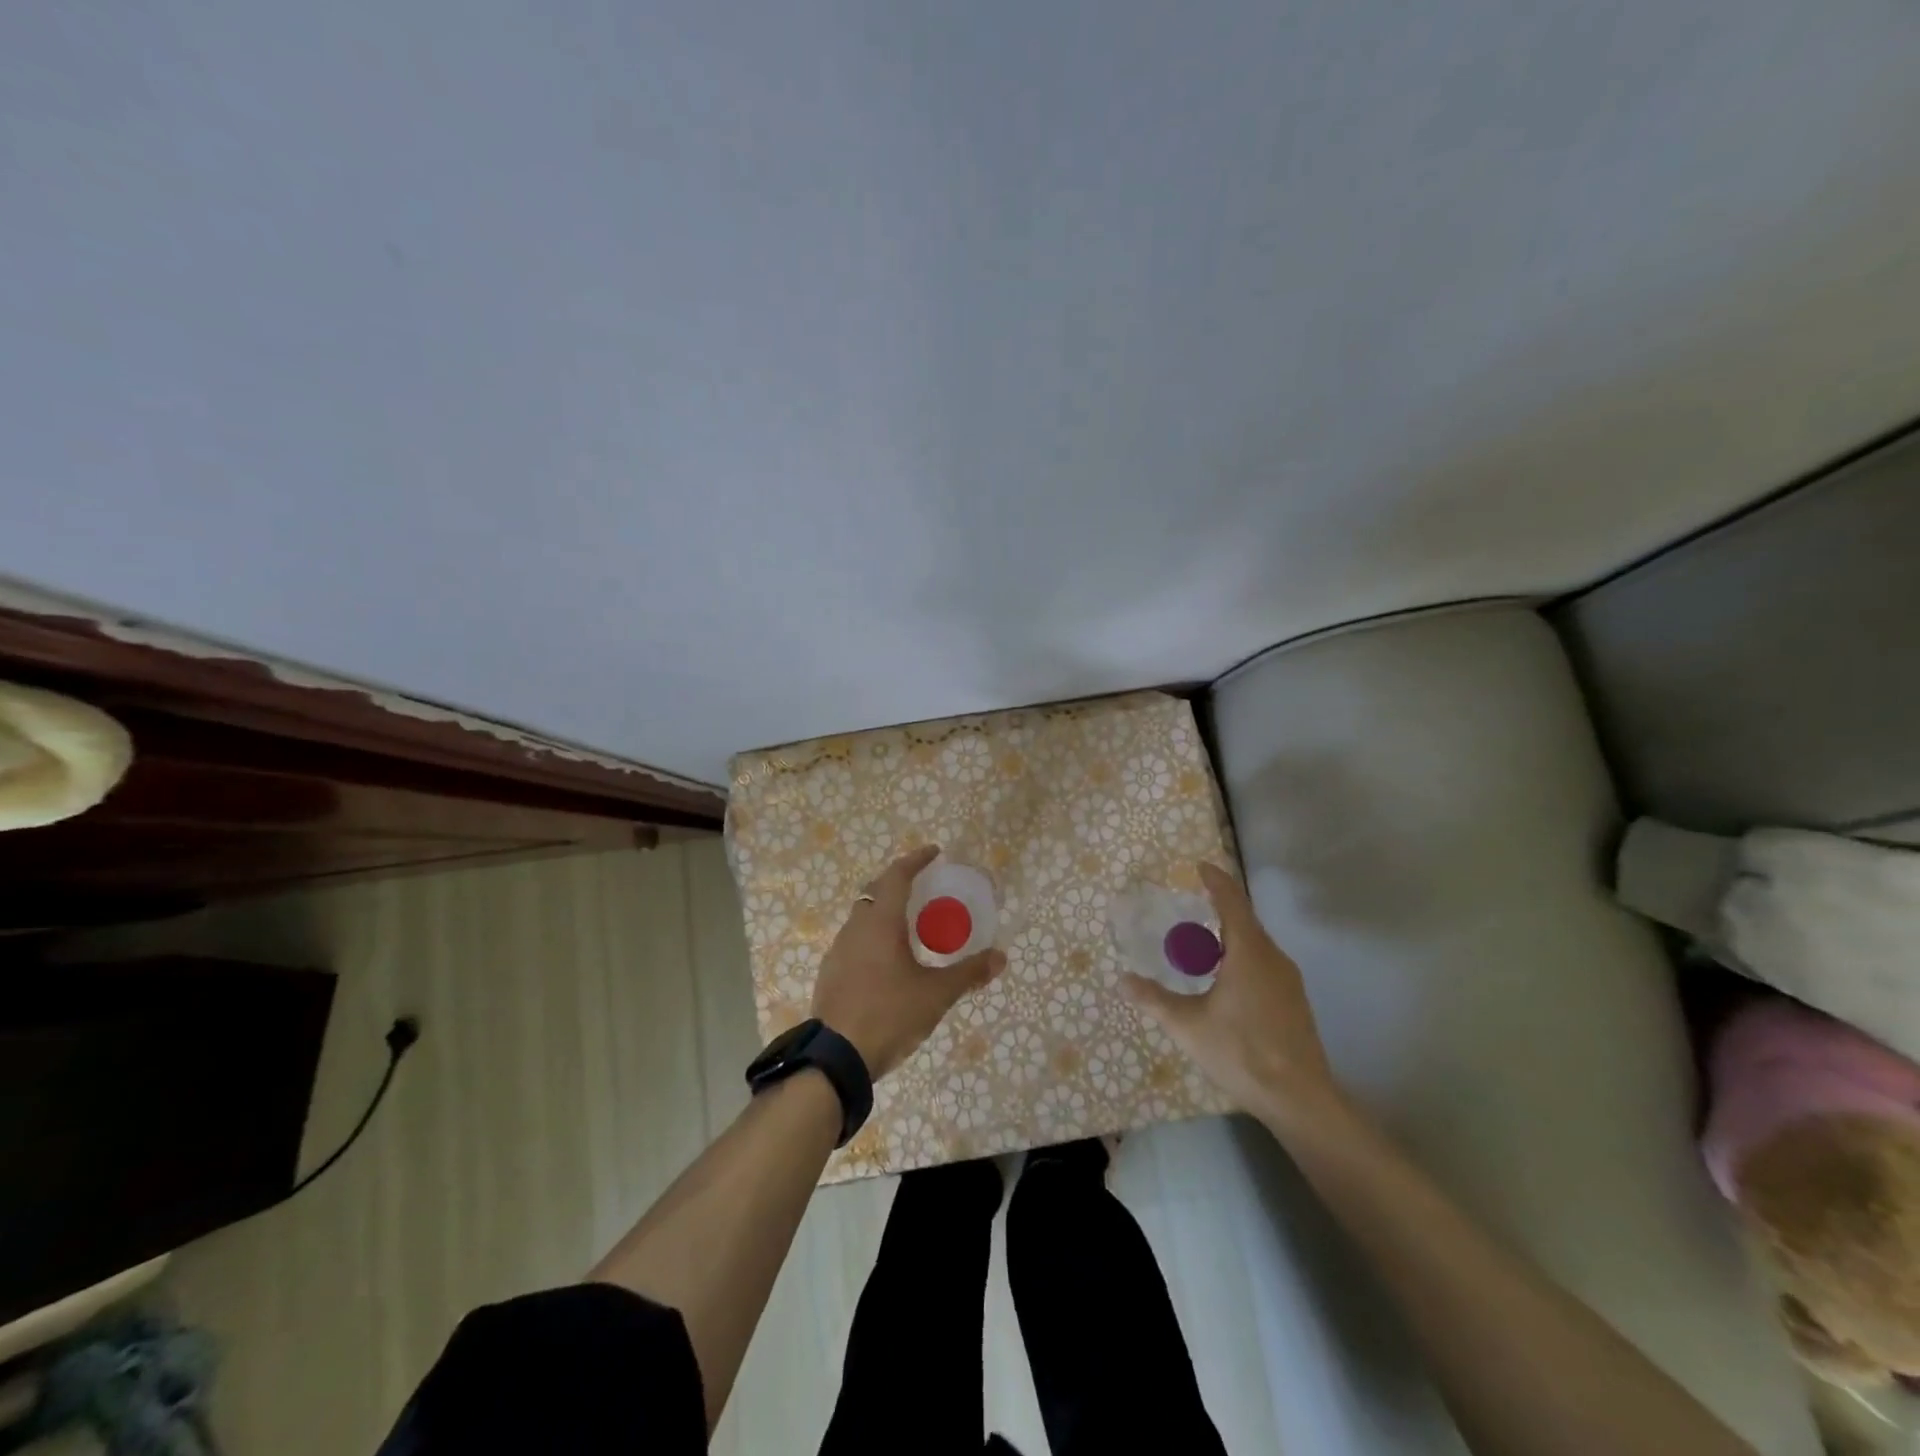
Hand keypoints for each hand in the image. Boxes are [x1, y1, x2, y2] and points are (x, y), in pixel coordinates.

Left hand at [811, 845, 1004, 1079]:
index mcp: (881, 922)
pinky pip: (855, 941)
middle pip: (876, 892)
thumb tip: (1000, 957)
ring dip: (884, 912)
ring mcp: (838, 950)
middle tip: (923, 888)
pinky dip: (873, 937)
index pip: (897, 876)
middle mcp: (856, 928)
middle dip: (898, 883)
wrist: (836, 1057)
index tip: (934, 853)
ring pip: (863, 917)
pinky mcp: (830, 973)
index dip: (916, 860)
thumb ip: (968, 973)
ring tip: (909, 925)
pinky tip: (887, 961)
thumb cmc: (889, 1014)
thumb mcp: (936, 994)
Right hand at [1121, 862, 1343, 1129]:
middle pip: (1245, 920)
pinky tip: (1225, 981)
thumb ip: (1154, 1000)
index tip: (1200, 866)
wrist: (1300, 1099)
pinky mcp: (1294, 1001)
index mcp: (1248, 952)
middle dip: (1219, 908)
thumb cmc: (1241, 1052)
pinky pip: (1264, 963)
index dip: (1216, 880)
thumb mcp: (1188, 1026)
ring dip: (1230, 936)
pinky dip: (1242, 957)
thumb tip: (1122, 980)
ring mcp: (1288, 980)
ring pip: (1256, 944)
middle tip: (1191, 908)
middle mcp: (1272, 957)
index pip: (1232, 901)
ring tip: (1202, 946)